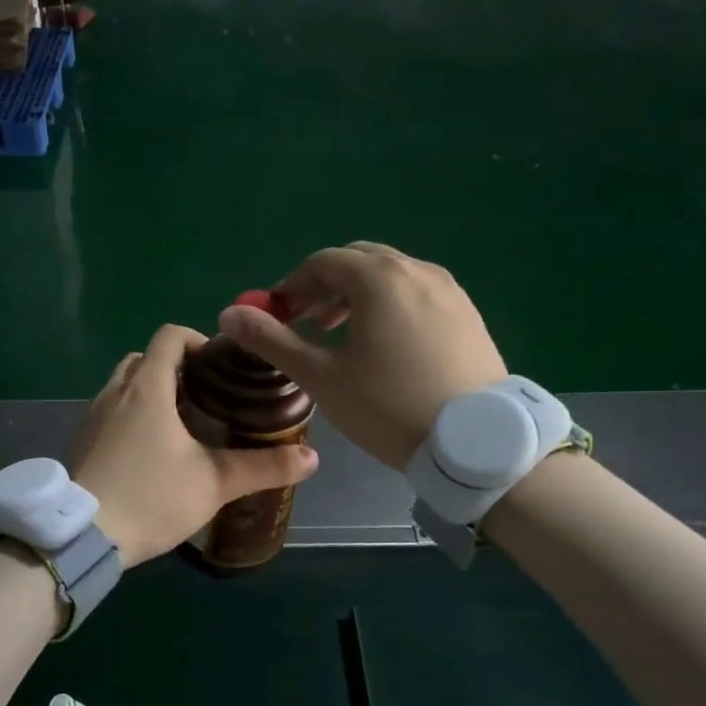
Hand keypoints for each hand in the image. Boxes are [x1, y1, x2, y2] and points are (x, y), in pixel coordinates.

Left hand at [70, 324, 319, 565]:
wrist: (80, 535)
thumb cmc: (150, 497)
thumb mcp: (213, 483)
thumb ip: (263, 467)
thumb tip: (312, 457)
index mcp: (147, 388)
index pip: (169, 336)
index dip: (196, 339)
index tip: (219, 365)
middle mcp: (115, 392)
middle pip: (144, 358)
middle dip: (173, 368)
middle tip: (204, 396)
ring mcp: (91, 416)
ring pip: (123, 385)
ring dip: (149, 392)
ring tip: (180, 425)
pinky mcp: (80, 441)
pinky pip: (109, 412)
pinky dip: (130, 416)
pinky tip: (148, 453)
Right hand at [216, 242, 505, 471]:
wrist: (477, 443)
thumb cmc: (389, 406)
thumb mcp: (322, 376)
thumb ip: (273, 340)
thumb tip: (229, 315)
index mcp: (379, 278)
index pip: (322, 262)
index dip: (292, 285)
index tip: (277, 316)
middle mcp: (416, 270)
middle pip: (357, 261)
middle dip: (324, 286)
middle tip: (308, 322)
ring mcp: (449, 289)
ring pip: (390, 275)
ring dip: (357, 294)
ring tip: (342, 334)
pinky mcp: (468, 312)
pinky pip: (417, 292)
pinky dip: (390, 304)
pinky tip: (386, 345)